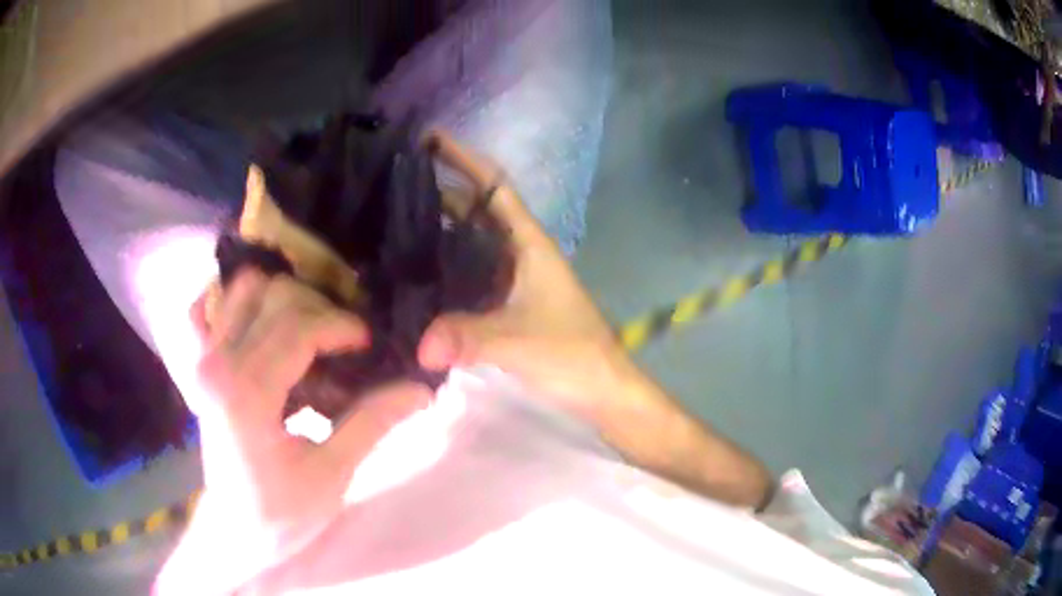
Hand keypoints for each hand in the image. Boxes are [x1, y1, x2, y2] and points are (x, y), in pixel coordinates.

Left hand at [157, 273, 428, 594]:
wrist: (236, 529)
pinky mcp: (198, 364)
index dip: (342, 325)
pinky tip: (256, 321)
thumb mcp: (332, 475)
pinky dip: (230, 303)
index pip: (298, 327)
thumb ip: (371, 422)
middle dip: (319, 309)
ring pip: (242, 288)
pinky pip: (203, 309)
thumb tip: (419, 388)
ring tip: (308, 328)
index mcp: (248, 393)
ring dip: (281, 298)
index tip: (369, 344)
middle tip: (344, 342)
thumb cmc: (283, 512)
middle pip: (274, 295)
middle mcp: (218, 362)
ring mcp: (203, 359)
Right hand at [419, 131, 638, 420]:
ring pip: (471, 241)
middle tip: (394, 184)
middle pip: (477, 210)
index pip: (495, 187)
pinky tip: (417, 273)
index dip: (464, 159)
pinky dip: (445, 265)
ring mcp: (513, 279)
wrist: (602, 390)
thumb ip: (470, 338)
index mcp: (529, 244)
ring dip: (440, 227)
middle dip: (441, 190)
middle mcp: (519, 253)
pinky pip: (469, 274)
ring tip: (394, 221)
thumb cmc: (573, 355)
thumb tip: (419, 344)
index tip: (430, 139)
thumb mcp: (520, 341)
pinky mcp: (506, 305)